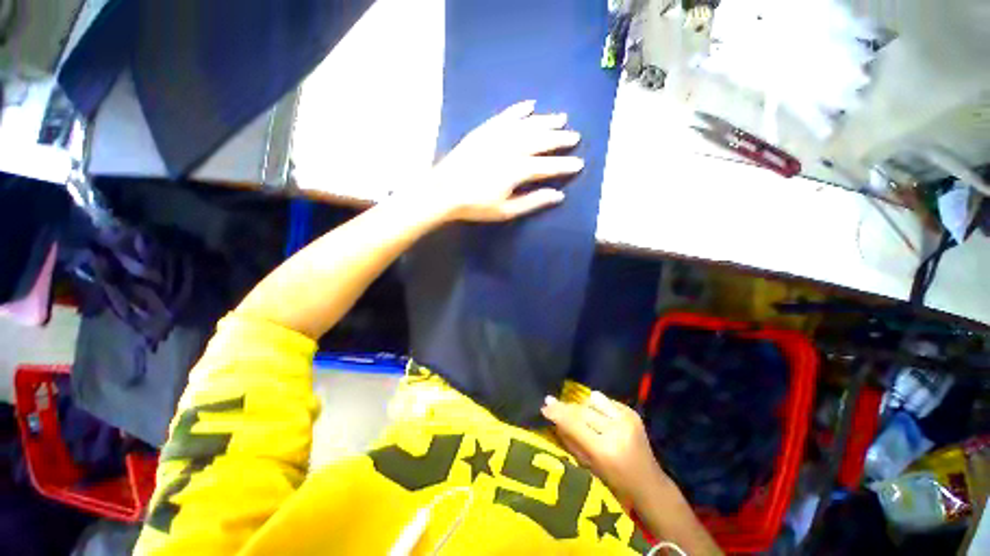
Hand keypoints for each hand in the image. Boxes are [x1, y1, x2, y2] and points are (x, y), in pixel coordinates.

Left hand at [429, 100, 583, 221]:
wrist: (445, 191)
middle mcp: (511, 148)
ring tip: (561, 118)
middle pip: (541, 141)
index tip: (579, 163)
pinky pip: (505, 116)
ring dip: (545, 121)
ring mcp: (497, 136)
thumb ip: (533, 201)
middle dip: (560, 139)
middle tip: (575, 137)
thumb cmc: (476, 205)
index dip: (564, 165)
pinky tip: (530, 105)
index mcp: (517, 170)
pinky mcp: (484, 131)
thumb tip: (558, 195)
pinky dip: (519, 110)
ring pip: (527, 125)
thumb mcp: (506, 210)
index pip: (548, 166)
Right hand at [542, 391, 668, 505]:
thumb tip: (552, 416)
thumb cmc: (615, 483)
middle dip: (566, 407)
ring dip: (582, 406)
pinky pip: (605, 400)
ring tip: (579, 415)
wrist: (649, 483)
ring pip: (592, 401)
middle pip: (582, 410)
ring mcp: (627, 419)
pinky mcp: (632, 412)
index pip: (575, 424)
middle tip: (553, 404)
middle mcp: (617, 430)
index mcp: (605, 450)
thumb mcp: (588, 467)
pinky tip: (597, 416)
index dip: (558, 412)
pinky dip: (597, 406)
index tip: (544, 405)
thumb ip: (570, 440)